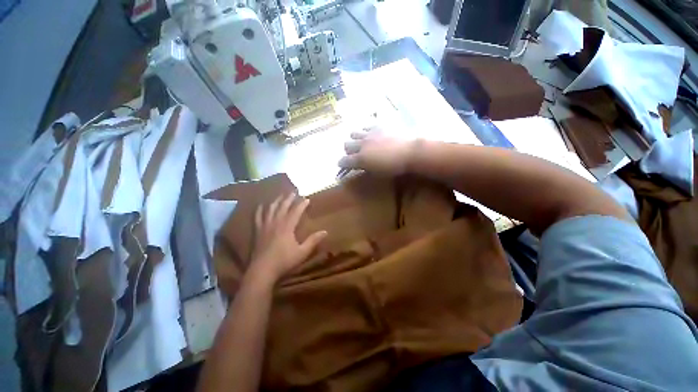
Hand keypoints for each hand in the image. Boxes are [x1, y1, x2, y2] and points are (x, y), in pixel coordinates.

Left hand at [248, 194, 326, 283]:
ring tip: (280, 195)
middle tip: (294, 192)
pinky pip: (258, 217)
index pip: (296, 211)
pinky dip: (260, 210)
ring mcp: (265, 226)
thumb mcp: (302, 252)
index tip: (307, 198)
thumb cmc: (284, 261)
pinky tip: (261, 206)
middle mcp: (276, 223)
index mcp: (287, 227)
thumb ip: (313, 241)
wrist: (262, 271)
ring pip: (270, 209)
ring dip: (276, 201)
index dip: (302, 204)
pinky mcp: (257, 231)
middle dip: (289, 198)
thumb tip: (325, 232)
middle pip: (283, 206)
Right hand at [338, 129, 417, 175]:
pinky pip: (366, 126)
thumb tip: (361, 166)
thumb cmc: (394, 167)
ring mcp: (369, 133)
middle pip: (346, 145)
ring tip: (362, 143)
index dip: (342, 164)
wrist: (410, 152)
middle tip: (354, 155)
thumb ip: (366, 169)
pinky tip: (371, 134)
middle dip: (348, 151)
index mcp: (361, 159)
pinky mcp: (378, 126)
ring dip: (355, 139)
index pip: (344, 161)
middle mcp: (361, 145)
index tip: (342, 165)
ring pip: (353, 133)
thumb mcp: (378, 173)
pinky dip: (365, 131)